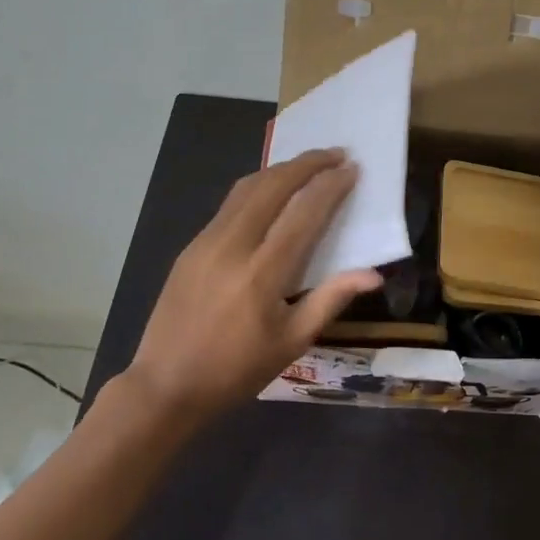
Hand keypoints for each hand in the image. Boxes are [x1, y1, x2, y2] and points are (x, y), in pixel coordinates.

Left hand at [123, 149, 381, 422]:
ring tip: (310, 164)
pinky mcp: (192, 245)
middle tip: (336, 154)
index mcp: (262, 275)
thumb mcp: (292, 342)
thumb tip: (374, 274)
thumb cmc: (236, 370)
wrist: (165, 385)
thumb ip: (332, 299)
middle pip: (273, 186)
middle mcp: (232, 246)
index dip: (330, 187)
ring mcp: (206, 241)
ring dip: (282, 169)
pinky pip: (231, 203)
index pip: (303, 214)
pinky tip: (273, 190)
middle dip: (308, 163)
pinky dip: (259, 186)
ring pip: (248, 187)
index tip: (352, 169)